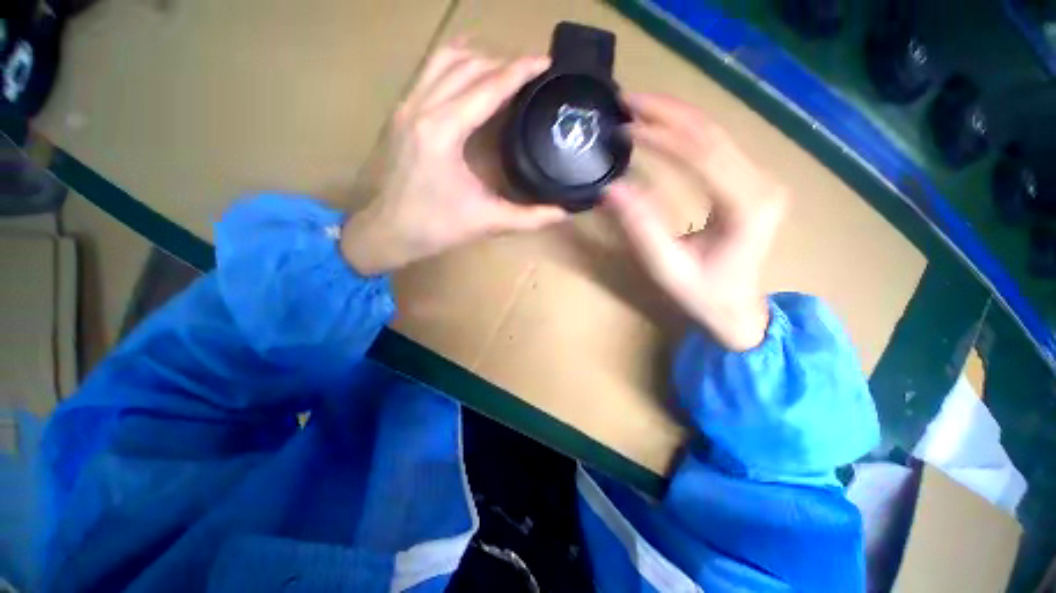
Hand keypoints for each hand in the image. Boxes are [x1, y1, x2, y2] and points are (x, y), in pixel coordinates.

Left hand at [342, 41, 566, 274]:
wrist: (390, 231)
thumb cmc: (438, 227)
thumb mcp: (489, 222)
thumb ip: (530, 217)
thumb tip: (565, 212)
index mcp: (443, 132)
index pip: (488, 86)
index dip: (520, 70)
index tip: (546, 62)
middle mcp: (422, 107)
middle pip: (469, 65)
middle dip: (504, 63)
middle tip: (532, 75)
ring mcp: (407, 105)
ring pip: (446, 60)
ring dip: (480, 59)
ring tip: (506, 73)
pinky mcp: (401, 112)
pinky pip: (430, 71)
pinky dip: (456, 63)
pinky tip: (472, 72)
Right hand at [606, 93, 787, 351]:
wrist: (738, 308)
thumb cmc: (703, 294)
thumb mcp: (666, 267)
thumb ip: (641, 228)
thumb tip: (612, 189)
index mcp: (747, 207)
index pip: (701, 154)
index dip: (660, 136)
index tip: (624, 128)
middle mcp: (762, 184)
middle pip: (712, 133)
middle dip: (667, 112)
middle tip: (627, 101)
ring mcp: (760, 179)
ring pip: (716, 133)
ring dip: (675, 116)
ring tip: (639, 107)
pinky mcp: (750, 182)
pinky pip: (716, 146)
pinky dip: (685, 131)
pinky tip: (662, 126)